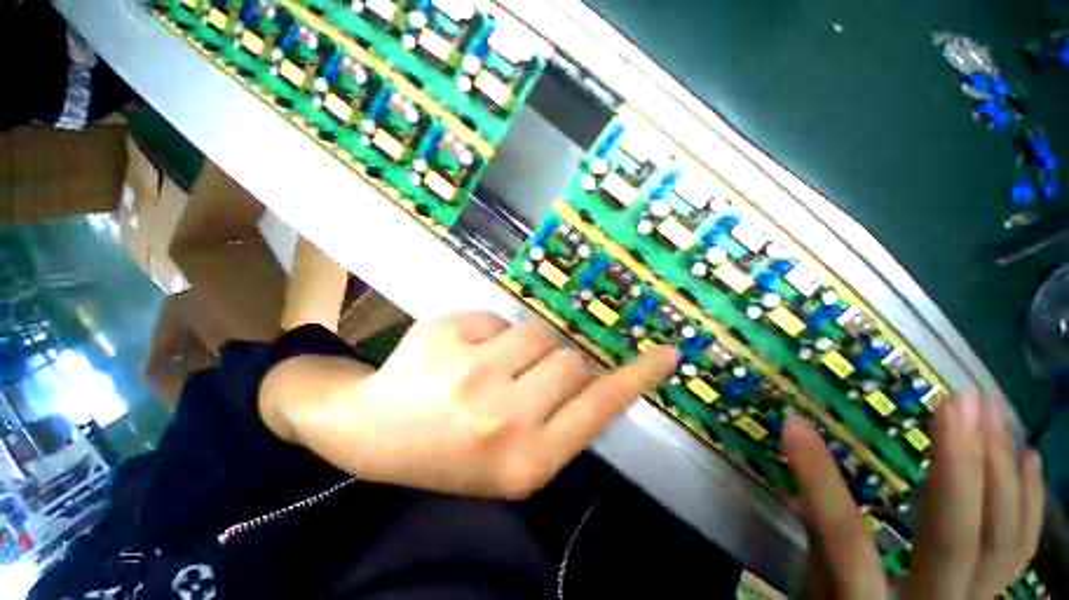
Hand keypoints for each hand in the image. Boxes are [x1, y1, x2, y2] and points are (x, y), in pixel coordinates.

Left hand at [286, 311, 677, 497]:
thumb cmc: (450, 453)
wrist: (373, 435)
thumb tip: (593, 372)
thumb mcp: (514, 457)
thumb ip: (562, 418)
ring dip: (519, 346)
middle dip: (553, 363)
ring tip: (485, 367)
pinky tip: (456, 354)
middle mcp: (504, 418)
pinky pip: (493, 318)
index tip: (666, 354)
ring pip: (534, 332)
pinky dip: (485, 332)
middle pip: (568, 360)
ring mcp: (471, 373)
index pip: (600, 406)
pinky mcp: (446, 335)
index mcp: (527, 462)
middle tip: (522, 376)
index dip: (637, 377)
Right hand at [782, 395, 1043, 598]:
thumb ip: (819, 545)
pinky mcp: (993, 589)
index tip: (793, 424)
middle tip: (957, 402)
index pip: (846, 541)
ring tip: (991, 411)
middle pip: (955, 539)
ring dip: (999, 468)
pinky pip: (1021, 546)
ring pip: (1001, 537)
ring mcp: (975, 599)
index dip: (819, 481)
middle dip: (960, 466)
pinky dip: (1030, 500)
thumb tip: (798, 488)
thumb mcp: (818, 595)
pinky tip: (1028, 456)